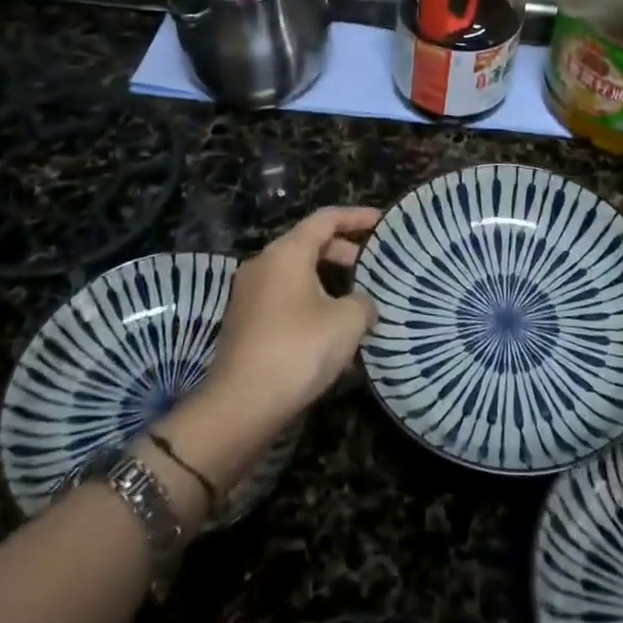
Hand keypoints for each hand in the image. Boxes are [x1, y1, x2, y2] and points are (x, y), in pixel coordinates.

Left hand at [204, 206, 380, 424]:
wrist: (240, 406)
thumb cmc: (298, 350)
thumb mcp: (347, 322)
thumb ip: (363, 302)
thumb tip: (362, 304)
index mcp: (286, 252)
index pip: (326, 219)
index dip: (357, 217)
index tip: (382, 221)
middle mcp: (263, 264)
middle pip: (309, 245)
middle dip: (343, 253)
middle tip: (372, 267)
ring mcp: (249, 294)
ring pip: (296, 274)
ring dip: (328, 283)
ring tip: (357, 303)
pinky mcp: (245, 323)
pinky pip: (284, 299)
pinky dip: (310, 304)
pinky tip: (331, 333)